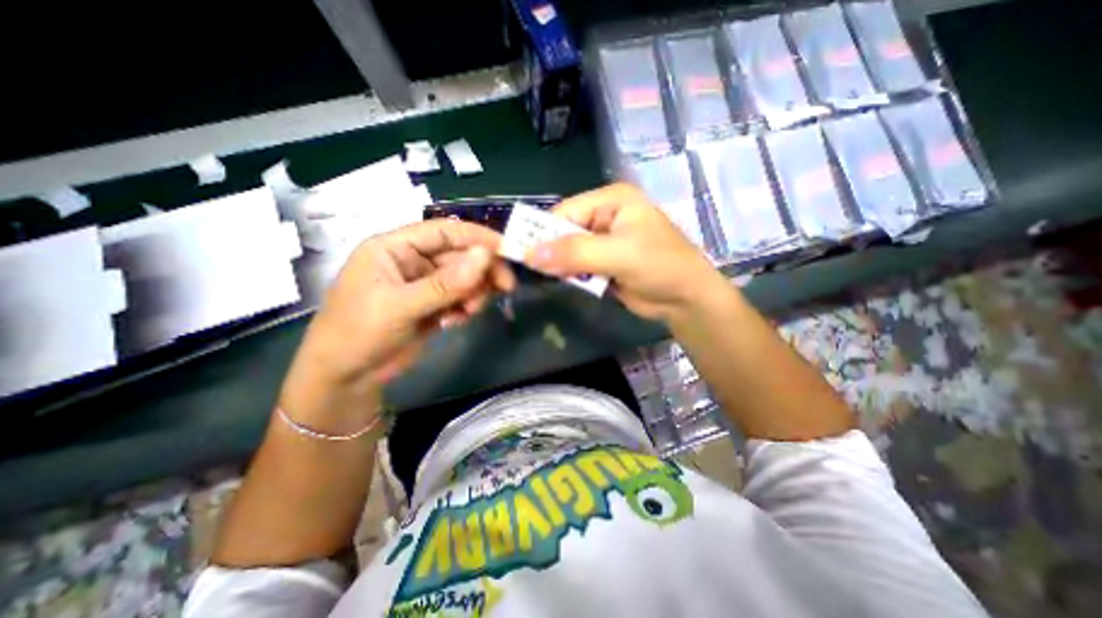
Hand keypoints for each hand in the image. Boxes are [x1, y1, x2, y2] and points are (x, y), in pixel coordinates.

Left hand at [277, 220, 513, 431]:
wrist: (346, 378)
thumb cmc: (359, 333)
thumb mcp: (401, 306)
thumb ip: (446, 283)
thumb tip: (486, 256)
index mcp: (395, 247)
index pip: (444, 231)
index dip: (477, 237)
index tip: (507, 249)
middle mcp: (412, 261)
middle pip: (459, 255)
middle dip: (482, 271)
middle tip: (506, 286)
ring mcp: (424, 284)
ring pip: (464, 278)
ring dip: (474, 292)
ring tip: (469, 312)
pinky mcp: (433, 305)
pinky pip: (460, 298)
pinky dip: (465, 307)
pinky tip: (455, 322)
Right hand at [527, 182, 730, 322]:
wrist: (686, 299)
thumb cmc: (660, 266)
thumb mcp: (618, 255)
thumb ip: (574, 253)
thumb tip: (529, 254)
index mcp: (612, 201)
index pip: (566, 211)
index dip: (544, 232)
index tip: (524, 255)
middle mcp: (606, 216)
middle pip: (566, 230)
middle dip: (551, 250)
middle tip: (533, 269)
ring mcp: (605, 241)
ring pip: (569, 250)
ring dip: (560, 265)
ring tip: (549, 277)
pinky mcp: (604, 262)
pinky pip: (578, 265)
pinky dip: (571, 275)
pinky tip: (566, 282)